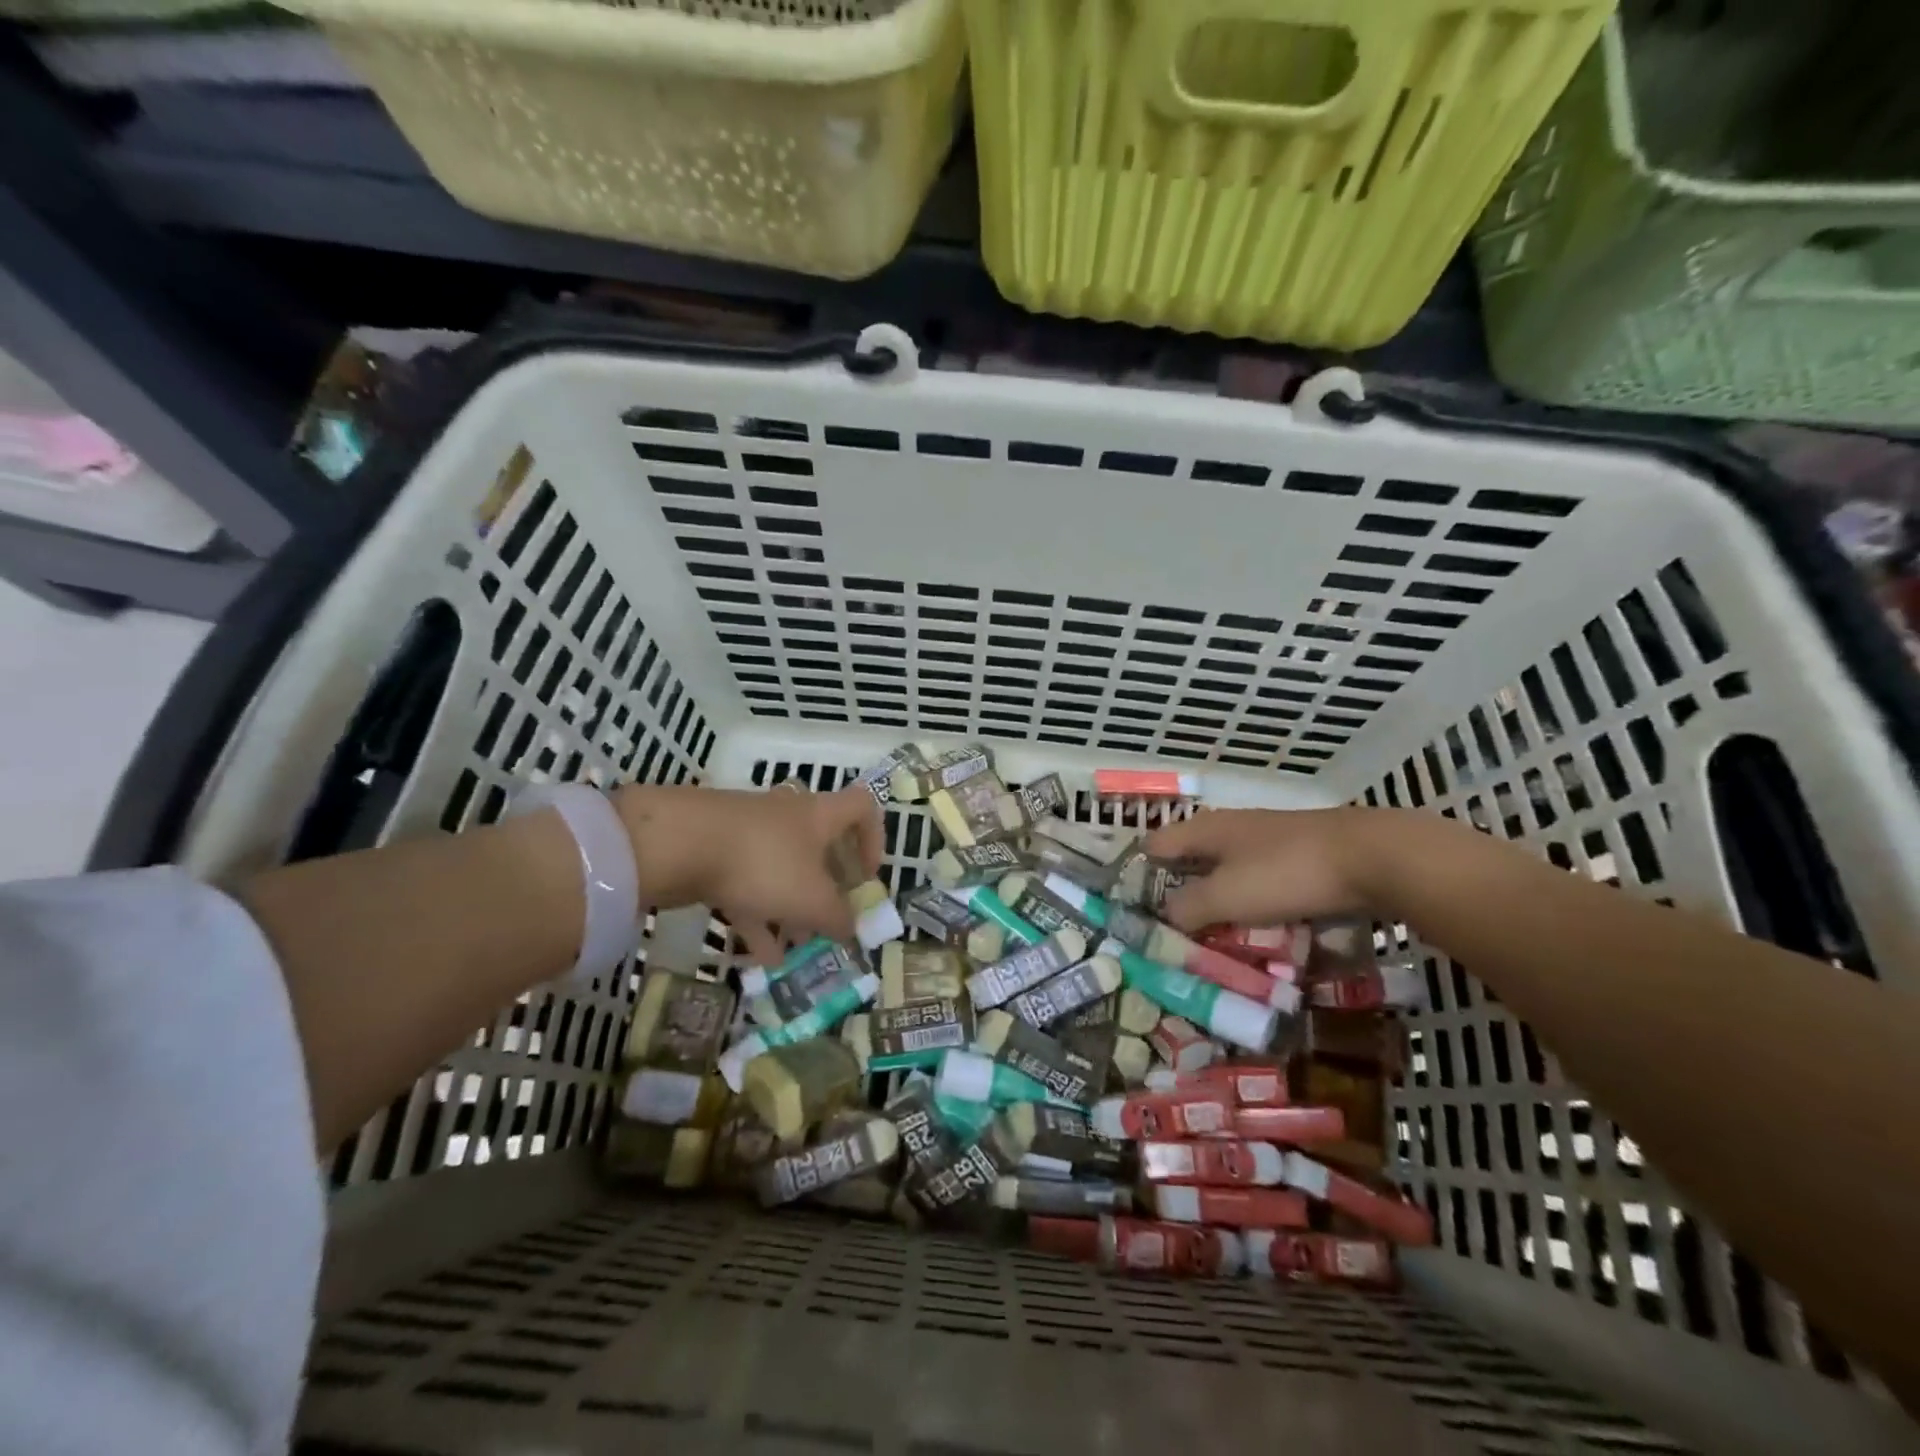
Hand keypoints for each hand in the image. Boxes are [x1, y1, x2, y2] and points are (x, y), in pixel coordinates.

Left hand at [612, 783, 881, 964]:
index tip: (867, 877)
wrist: (679, 842)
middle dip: (828, 887)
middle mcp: (789, 816)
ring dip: (792, 908)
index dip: (874, 839)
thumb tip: (851, 929)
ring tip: (797, 949)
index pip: (862, 808)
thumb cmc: (764, 863)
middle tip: (831, 920)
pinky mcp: (717, 850)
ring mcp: (750, 832)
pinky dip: (758, 916)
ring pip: (782, 869)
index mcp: (820, 815)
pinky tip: (759, 956)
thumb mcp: (812, 900)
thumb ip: (838, 918)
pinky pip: (748, 884)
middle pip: (821, 845)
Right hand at [1143, 807, 1405, 932]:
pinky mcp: (1298, 858)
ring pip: (1227, 877)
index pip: (1153, 848)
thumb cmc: (1286, 872)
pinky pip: (1260, 886)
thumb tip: (1161, 919)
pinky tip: (1260, 933)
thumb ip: (1186, 908)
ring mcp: (1266, 842)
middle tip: (1173, 938)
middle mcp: (1230, 830)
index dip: (1139, 878)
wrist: (1373, 857)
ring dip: (1218, 907)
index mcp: (1204, 830)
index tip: (1136, 915)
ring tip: (1213, 944)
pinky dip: (1252, 908)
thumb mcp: (1225, 896)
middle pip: (1190, 864)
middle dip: (1180, 899)